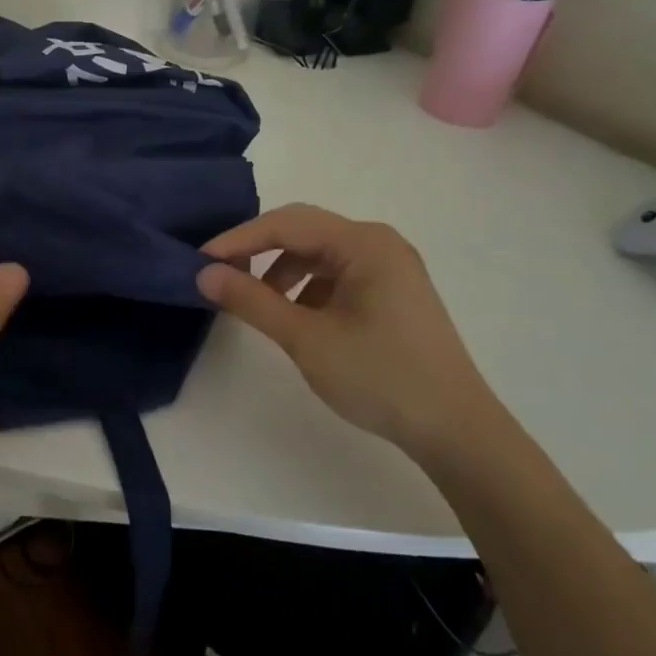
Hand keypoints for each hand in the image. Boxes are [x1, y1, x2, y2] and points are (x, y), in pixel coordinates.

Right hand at [196, 204, 505, 459]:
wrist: (455, 430)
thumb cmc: (380, 377)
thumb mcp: (306, 338)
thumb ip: (252, 301)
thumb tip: (204, 274)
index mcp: (364, 243)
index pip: (286, 225)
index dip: (238, 239)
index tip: (200, 262)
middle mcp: (378, 243)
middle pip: (303, 230)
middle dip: (258, 249)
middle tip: (220, 273)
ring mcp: (389, 267)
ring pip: (319, 253)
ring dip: (281, 270)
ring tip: (257, 302)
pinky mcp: (392, 291)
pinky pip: (337, 274)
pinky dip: (306, 287)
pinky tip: (296, 317)